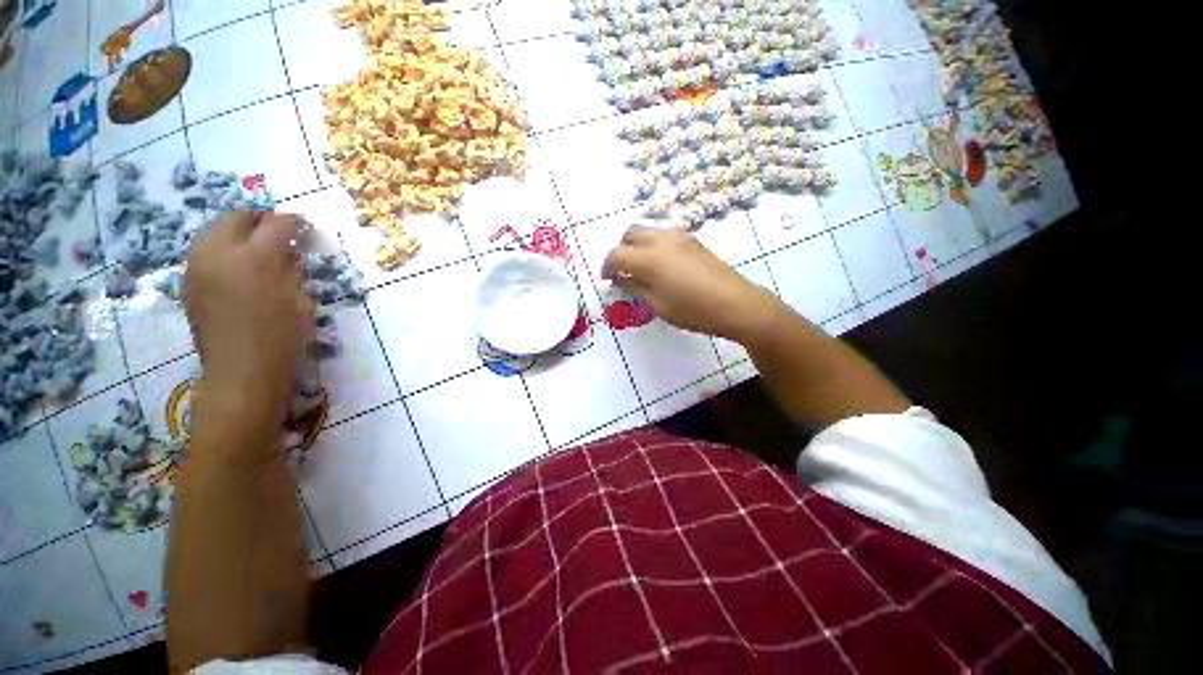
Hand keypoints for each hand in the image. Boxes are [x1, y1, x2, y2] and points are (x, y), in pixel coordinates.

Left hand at [183, 211, 313, 408]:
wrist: (241, 370)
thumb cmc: (282, 336)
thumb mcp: (301, 300)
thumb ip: (292, 270)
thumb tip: (287, 254)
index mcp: (255, 258)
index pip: (276, 224)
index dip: (291, 222)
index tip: (301, 226)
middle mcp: (219, 253)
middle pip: (236, 218)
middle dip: (258, 219)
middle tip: (276, 230)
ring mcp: (197, 266)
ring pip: (214, 231)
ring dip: (237, 233)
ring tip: (255, 247)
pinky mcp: (188, 282)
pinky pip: (204, 252)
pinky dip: (222, 250)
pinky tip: (237, 267)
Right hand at [601, 229, 781, 341]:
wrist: (734, 303)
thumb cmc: (692, 310)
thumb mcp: (657, 304)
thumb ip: (635, 288)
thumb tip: (620, 280)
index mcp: (649, 258)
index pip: (616, 255)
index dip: (606, 267)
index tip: (607, 280)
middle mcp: (661, 239)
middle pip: (629, 234)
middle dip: (621, 251)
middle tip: (623, 272)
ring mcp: (679, 236)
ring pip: (647, 231)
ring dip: (636, 246)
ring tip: (641, 268)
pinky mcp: (692, 239)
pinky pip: (663, 235)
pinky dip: (653, 245)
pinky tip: (661, 265)